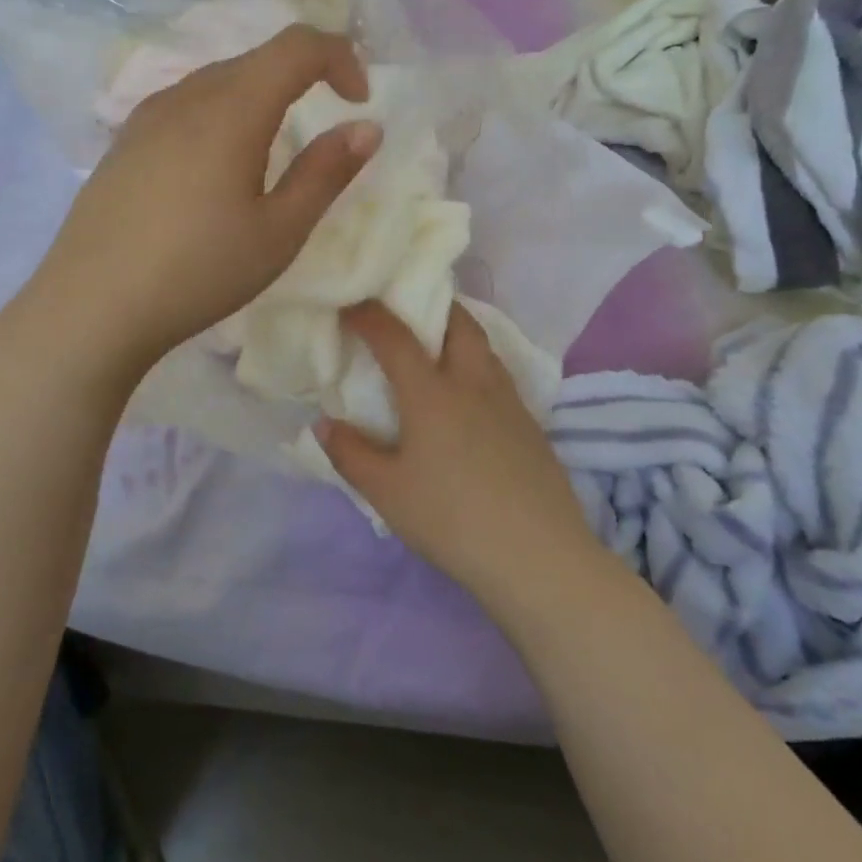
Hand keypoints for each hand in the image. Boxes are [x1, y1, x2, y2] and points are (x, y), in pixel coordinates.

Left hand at [40, 24, 378, 370]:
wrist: (91, 305)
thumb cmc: (197, 272)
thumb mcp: (278, 232)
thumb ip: (326, 173)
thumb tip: (366, 128)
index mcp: (231, 108)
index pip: (297, 45)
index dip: (340, 58)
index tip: (358, 102)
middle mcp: (186, 95)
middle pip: (256, 59)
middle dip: (302, 78)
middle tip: (322, 130)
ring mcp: (146, 116)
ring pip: (217, 81)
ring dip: (258, 98)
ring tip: (268, 154)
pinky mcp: (124, 141)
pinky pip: (184, 106)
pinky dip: (219, 116)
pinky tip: (213, 168)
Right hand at [316, 302, 598, 608]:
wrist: (538, 557)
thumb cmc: (452, 519)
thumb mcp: (387, 493)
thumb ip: (350, 453)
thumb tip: (324, 423)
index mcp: (432, 393)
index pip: (396, 338)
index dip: (369, 316)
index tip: (350, 305)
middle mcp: (473, 384)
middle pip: (458, 323)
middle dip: (432, 306)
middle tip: (408, 310)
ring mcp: (509, 402)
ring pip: (484, 347)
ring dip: (458, 333)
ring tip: (437, 347)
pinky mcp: (531, 426)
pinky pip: (499, 375)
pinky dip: (477, 366)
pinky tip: (470, 397)